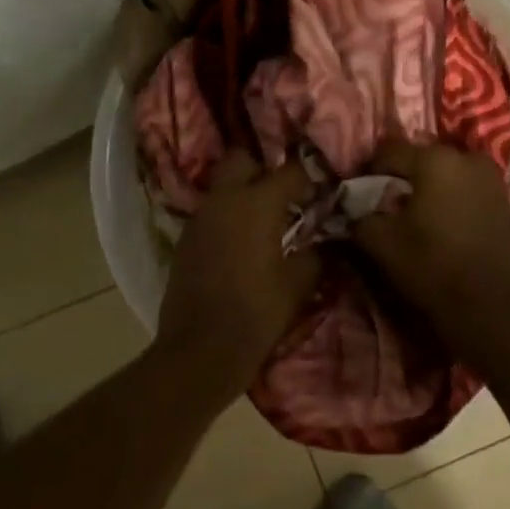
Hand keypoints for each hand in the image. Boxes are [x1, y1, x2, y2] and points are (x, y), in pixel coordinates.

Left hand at [157, 151, 319, 394]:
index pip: (290, 171)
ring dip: (243, 193)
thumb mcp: (298, 284)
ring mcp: (200, 217)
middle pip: (242, 160)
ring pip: (222, 186)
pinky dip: (227, 217)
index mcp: (257, 203)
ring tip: (265, 220)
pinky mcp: (185, 238)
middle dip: (264, 170)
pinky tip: (241, 242)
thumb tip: (324, 241)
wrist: (201, 348)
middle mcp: (224, 199)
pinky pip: (210, 212)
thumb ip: (315, 253)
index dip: (310, 178)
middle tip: (284, 196)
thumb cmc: (257, 313)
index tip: (321, 194)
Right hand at [354, 139, 509, 335]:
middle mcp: (466, 158)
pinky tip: (437, 219)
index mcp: (435, 159)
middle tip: (383, 198)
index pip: (389, 152)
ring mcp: (490, 178)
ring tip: (411, 210)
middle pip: (421, 158)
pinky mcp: (503, 200)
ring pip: (446, 172)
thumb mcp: (379, 241)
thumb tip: (353, 207)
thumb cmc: (429, 265)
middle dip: (400, 175)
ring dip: (427, 185)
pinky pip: (465, 187)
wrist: (487, 306)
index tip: (355, 189)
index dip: (367, 169)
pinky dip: (449, 196)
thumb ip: (359, 215)